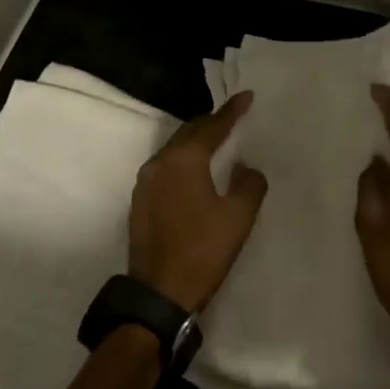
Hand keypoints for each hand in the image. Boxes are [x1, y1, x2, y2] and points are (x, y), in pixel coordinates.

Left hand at [129, 91, 268, 312]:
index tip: (247, 96)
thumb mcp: (238, 217)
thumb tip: (246, 169)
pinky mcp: (140, 202)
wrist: (159, 292)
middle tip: (232, 117)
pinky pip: (166, 168)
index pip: (212, 127)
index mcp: (184, 160)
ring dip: (195, 142)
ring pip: (174, 150)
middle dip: (211, 123)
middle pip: (188, 132)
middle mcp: (159, 163)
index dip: (232, 111)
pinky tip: (195, 171)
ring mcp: (145, 183)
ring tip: (216, 141)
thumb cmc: (203, 251)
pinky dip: (183, 161)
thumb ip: (249, 184)